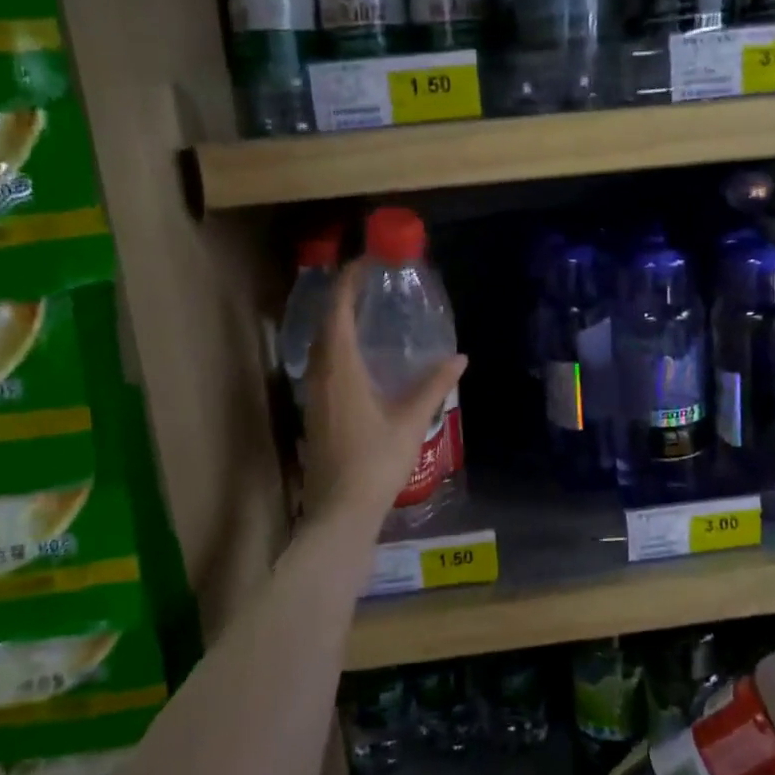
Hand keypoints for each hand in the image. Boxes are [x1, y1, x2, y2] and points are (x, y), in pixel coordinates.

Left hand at [303, 260, 466, 528]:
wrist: (340, 511)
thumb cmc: (376, 463)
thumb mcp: (411, 421)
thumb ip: (434, 386)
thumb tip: (460, 358)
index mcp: (340, 370)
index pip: (337, 313)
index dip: (347, 283)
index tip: (365, 262)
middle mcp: (320, 376)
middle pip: (324, 326)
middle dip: (342, 299)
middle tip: (369, 285)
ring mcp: (314, 396)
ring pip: (320, 348)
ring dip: (337, 325)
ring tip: (365, 315)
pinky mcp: (315, 414)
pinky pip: (322, 367)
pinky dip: (337, 349)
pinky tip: (359, 361)